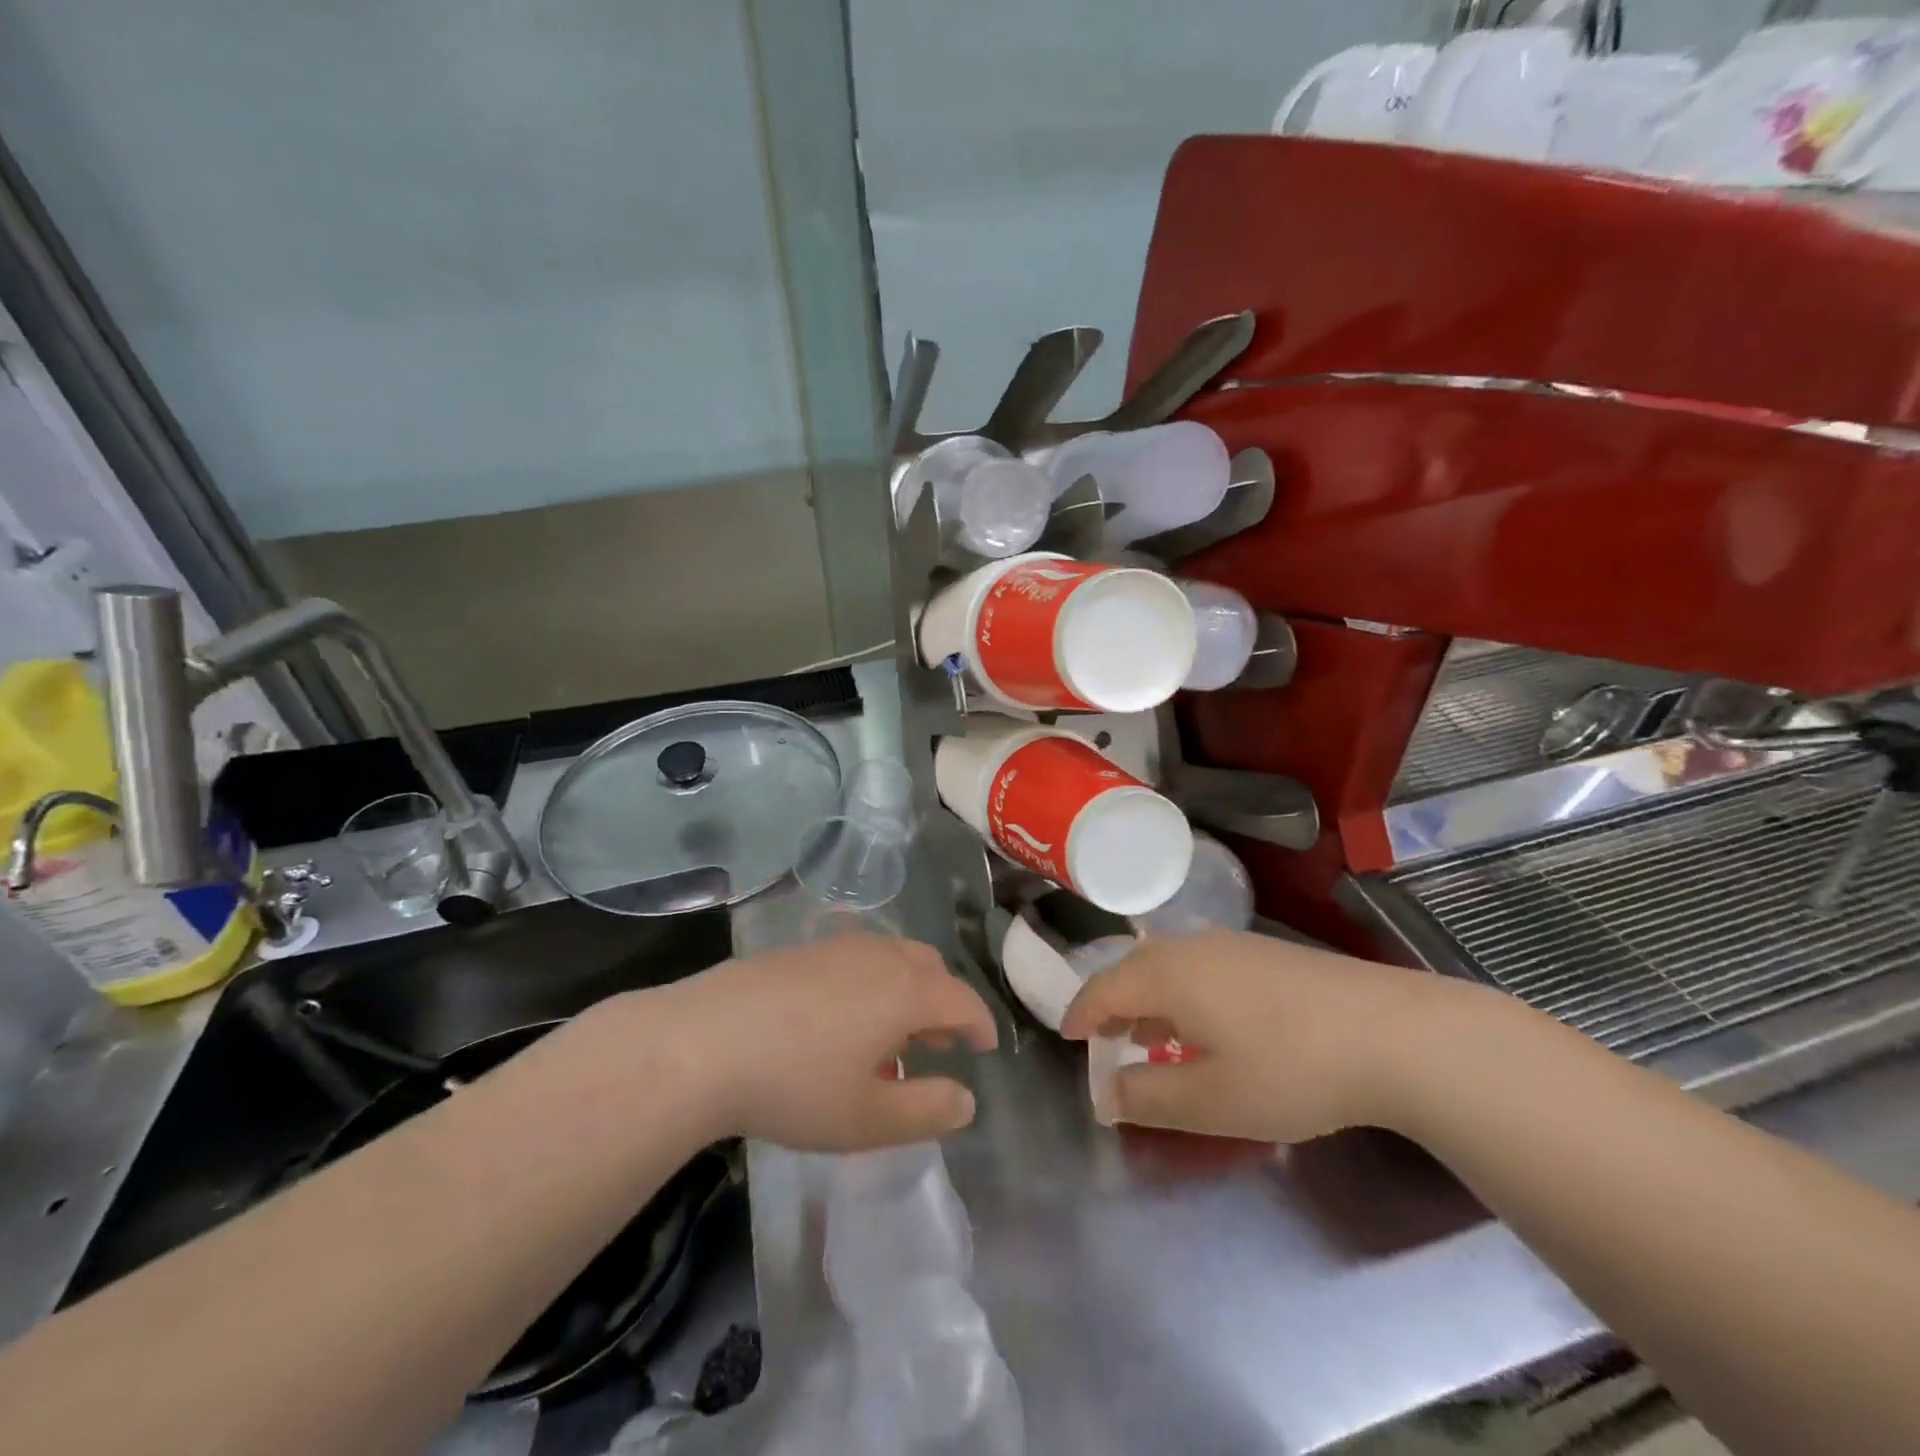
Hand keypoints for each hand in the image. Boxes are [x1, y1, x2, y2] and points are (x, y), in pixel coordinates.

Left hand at [634, 937, 998, 1151]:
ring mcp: (837, 946)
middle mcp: (879, 956)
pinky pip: (857, 958)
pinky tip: (842, 1019)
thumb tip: (967, 1100)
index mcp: (906, 991)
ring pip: (892, 958)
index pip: (962, 1000)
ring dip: (907, 991)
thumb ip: (927, 1111)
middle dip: (944, 1003)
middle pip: (930, 967)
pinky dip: (871, 982)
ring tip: (890, 1036)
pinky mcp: (801, 949)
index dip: (981, 1024)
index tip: (986, 1049)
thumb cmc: (796, 1085)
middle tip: (937, 1044)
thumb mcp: (868, 1118)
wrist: (703, 1042)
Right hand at [1060, 930, 1482, 1143]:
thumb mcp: (1211, 1100)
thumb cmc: (1289, 1068)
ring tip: (1154, 1034)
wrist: (1393, 1032)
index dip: (1080, 1014)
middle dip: (1114, 1004)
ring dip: (1151, 998)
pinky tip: (1211, 1024)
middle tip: (1108, 1040)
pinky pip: (1202, 966)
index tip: (1068, 1038)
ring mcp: (1233, 944)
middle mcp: (1191, 946)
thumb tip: (1106, 1094)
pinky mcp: (1267, 953)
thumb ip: (1148, 1097)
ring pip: (1170, 965)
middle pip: (1133, 969)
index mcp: (1166, 974)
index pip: (1102, 989)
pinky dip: (1185, 992)